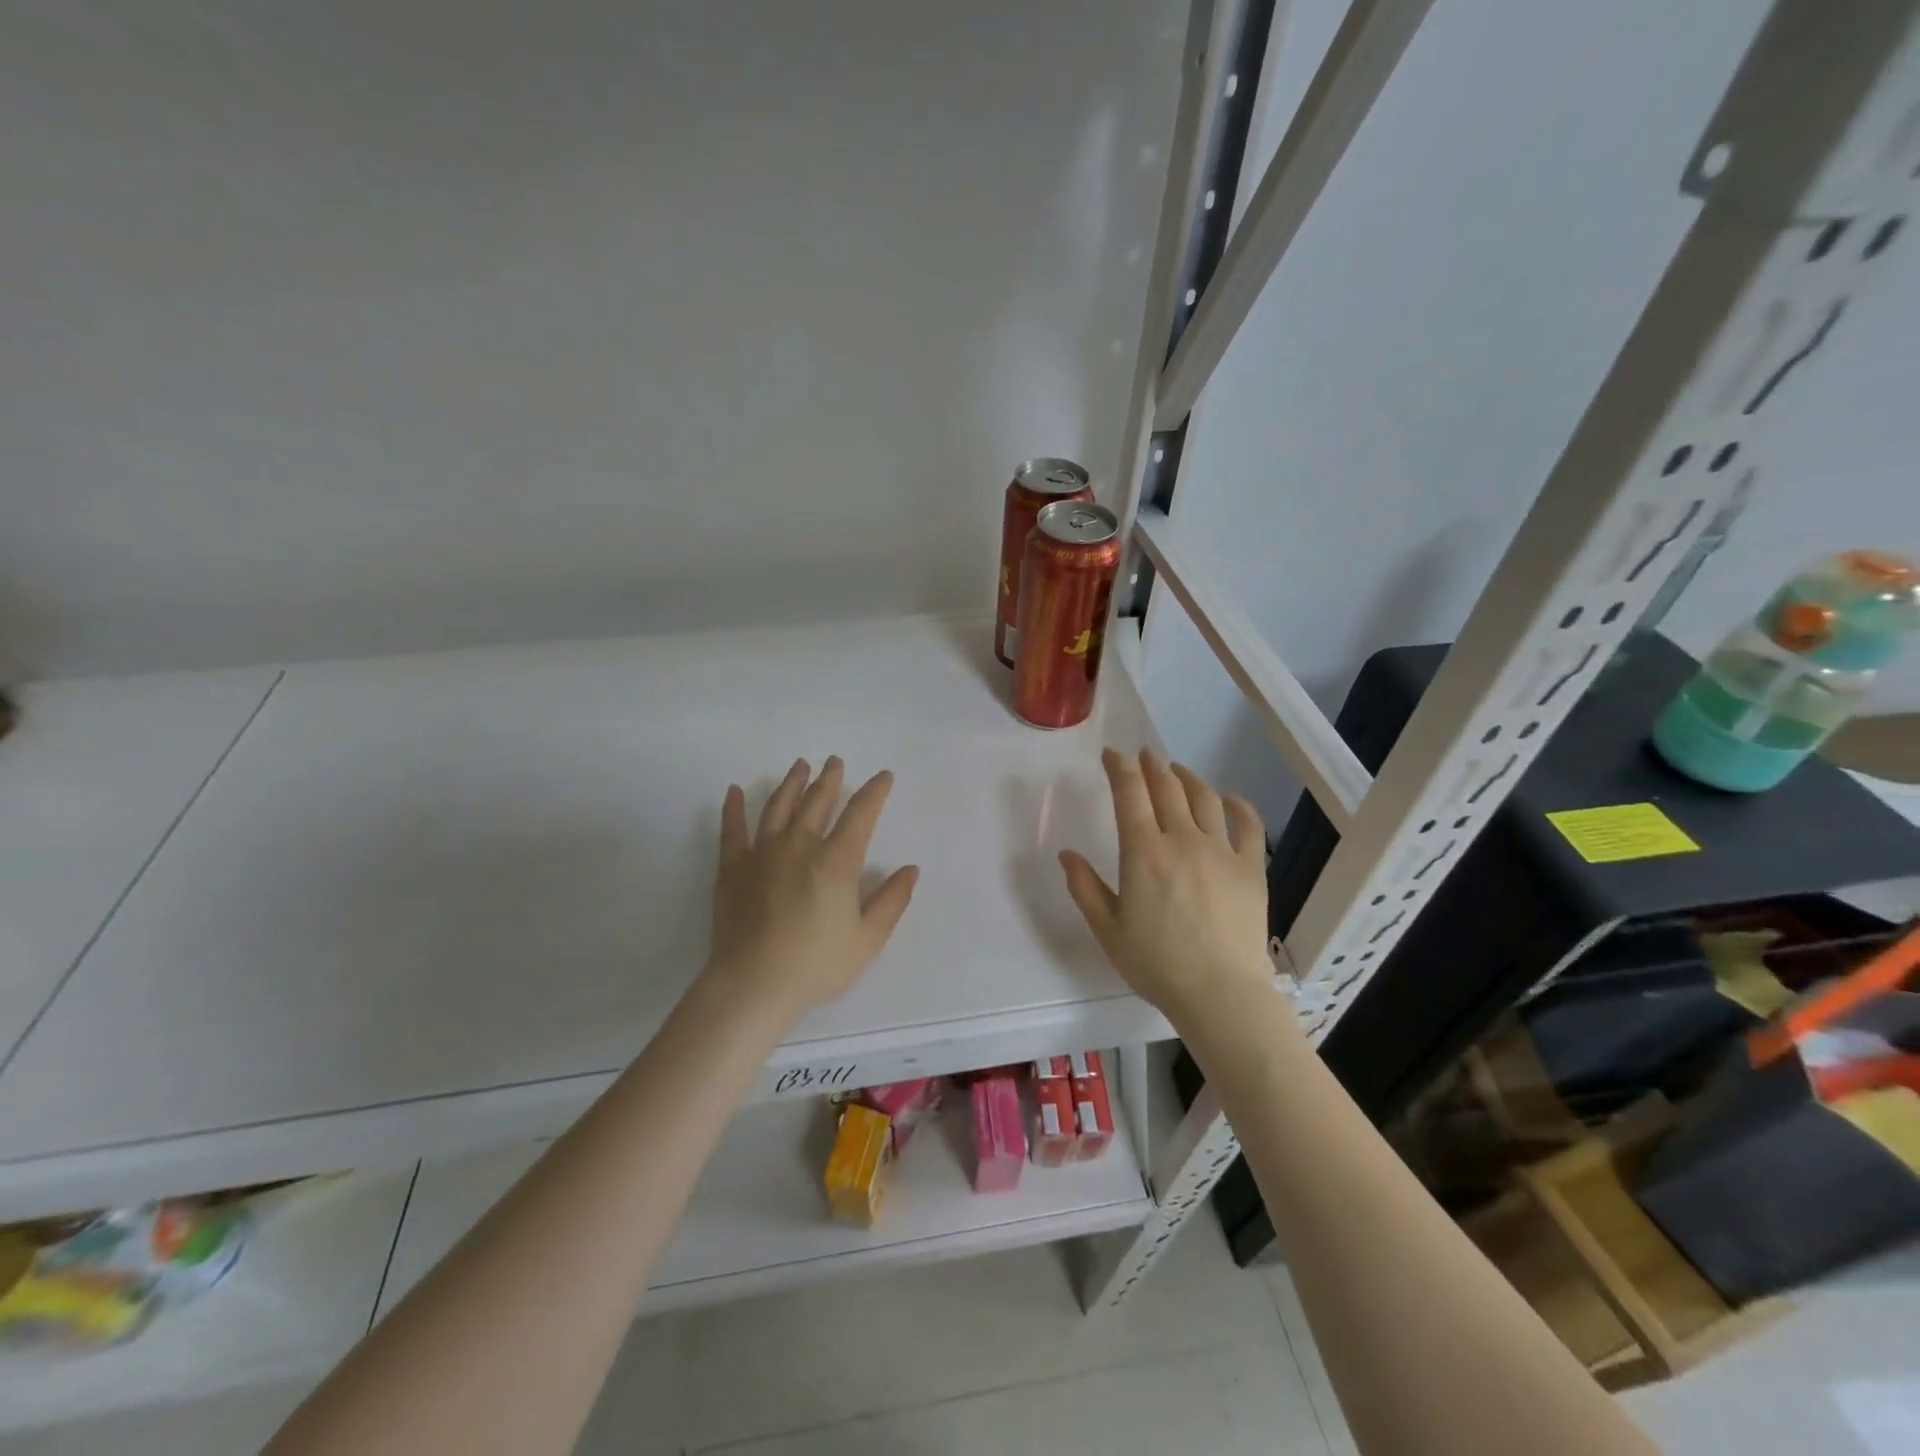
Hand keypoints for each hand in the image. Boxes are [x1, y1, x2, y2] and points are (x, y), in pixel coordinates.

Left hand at [705, 756, 918, 1018]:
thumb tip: (910, 869)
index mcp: (837, 861)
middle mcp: (801, 845)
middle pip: (818, 801)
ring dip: (792, 783)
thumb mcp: (867, 939)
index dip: (874, 792)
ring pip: (779, 806)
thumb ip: (891, 901)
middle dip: (830, 779)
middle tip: (835, 761)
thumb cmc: (816, 965)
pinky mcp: (733, 867)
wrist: (753, 984)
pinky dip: (734, 807)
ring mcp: (763, 852)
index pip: (861, 814)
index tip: (883, 776)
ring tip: (801, 765)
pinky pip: (732, 829)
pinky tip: (734, 791)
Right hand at [1059, 749, 1272, 1025]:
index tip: (1113, 755)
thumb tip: (1066, 854)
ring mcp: (1221, 851)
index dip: (1120, 767)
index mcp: (1144, 852)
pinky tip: (1229, 798)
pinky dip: (1238, 805)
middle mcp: (1183, 840)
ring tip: (1177, 770)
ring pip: (1204, 798)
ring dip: (1187, 777)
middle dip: (1152, 765)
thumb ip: (1084, 888)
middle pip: (1167, 788)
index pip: (1130, 793)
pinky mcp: (1251, 868)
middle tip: (1144, 755)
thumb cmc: (1157, 964)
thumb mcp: (1108, 930)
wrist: (1220, 994)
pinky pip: (1248, 825)